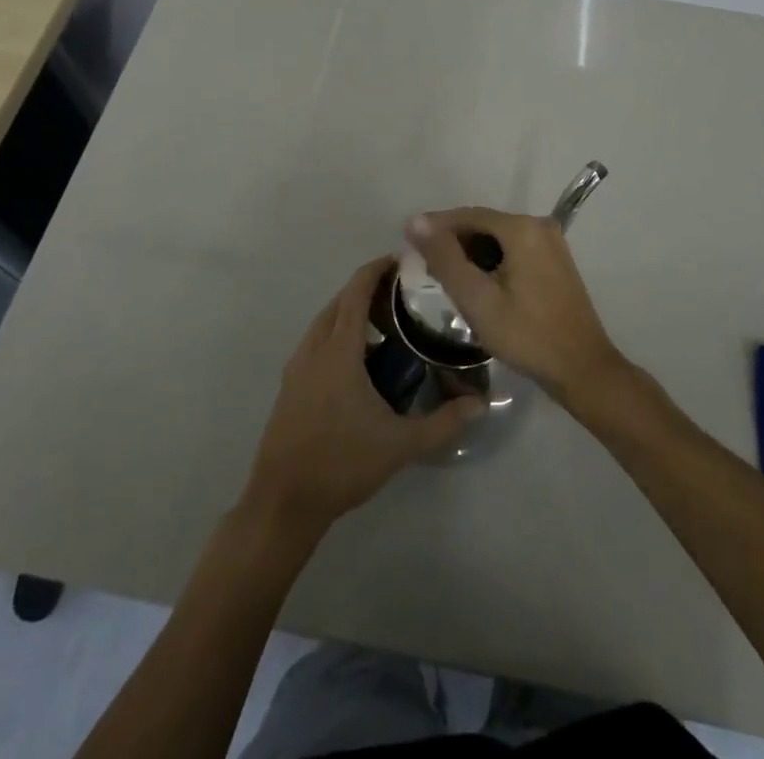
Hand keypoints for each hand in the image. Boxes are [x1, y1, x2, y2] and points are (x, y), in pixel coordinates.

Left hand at [242, 256, 485, 537]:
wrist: (283, 502)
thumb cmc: (341, 464)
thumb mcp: (400, 445)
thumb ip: (443, 422)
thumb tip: (480, 404)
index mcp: (338, 351)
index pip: (356, 292)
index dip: (376, 269)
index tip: (402, 260)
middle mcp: (314, 349)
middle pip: (339, 301)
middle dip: (367, 289)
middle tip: (402, 294)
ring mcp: (297, 367)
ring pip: (325, 322)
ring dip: (350, 312)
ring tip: (385, 324)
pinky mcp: (290, 385)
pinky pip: (316, 342)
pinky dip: (337, 334)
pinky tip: (359, 360)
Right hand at [405, 208, 624, 402]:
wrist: (581, 369)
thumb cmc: (525, 334)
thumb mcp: (476, 298)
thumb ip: (444, 257)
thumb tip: (416, 221)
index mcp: (522, 228)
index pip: (467, 215)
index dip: (435, 228)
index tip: (409, 244)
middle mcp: (539, 225)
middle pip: (484, 225)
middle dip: (454, 243)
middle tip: (427, 270)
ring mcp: (552, 243)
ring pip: (498, 239)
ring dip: (472, 254)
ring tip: (448, 281)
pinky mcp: (556, 262)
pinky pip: (514, 251)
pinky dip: (493, 262)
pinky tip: (479, 287)